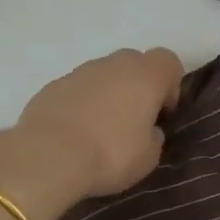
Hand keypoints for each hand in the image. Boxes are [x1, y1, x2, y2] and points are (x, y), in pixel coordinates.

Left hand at [5, 47, 184, 200]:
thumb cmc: (110, 154)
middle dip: (138, 87)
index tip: (162, 113)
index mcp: (144, 76)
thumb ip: (154, 137)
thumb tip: (148, 130)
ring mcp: (80, 72)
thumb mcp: (148, 157)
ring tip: (100, 131)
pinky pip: (78, 89)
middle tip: (133, 121)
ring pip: (104, 75)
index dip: (170, 85)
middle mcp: (113, 64)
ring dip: (108, 95)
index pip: (168, 61)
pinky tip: (75, 133)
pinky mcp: (53, 85)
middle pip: (135, 64)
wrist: (48, 156)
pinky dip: (81, 104)